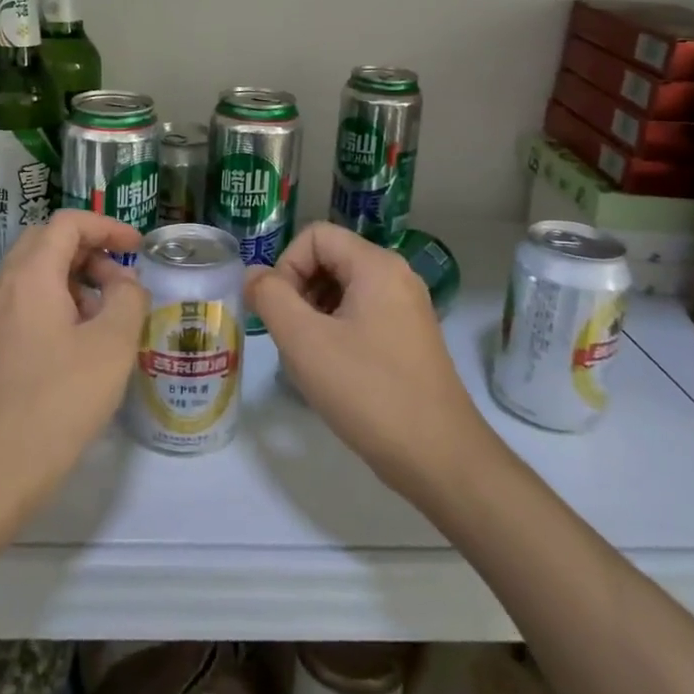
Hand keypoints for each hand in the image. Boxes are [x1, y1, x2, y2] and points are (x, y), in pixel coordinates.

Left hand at [0, 212, 146, 509]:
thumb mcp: (111, 346)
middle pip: (48, 243)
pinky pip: (28, 304)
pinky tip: (81, 344)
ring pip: (37, 275)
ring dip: (76, 280)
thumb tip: (125, 285)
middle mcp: (5, 287)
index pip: (67, 223)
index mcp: (31, 276)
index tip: (137, 248)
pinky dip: (59, 305)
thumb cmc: (57, 401)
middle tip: (122, 280)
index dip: (107, 226)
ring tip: (108, 316)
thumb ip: (128, 300)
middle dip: (91, 250)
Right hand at [246, 223, 490, 502]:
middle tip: (290, 337)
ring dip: (314, 313)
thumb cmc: (368, 391)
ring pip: (344, 290)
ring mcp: (407, 309)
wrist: (439, 457)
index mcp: (376, 266)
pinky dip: (337, 331)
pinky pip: (362, 315)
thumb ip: (270, 298)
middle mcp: (396, 277)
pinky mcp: (410, 339)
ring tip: (309, 357)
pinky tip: (332, 371)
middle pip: (330, 259)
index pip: (315, 236)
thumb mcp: (305, 342)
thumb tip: (254, 275)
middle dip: (299, 290)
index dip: (286, 265)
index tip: (279, 312)